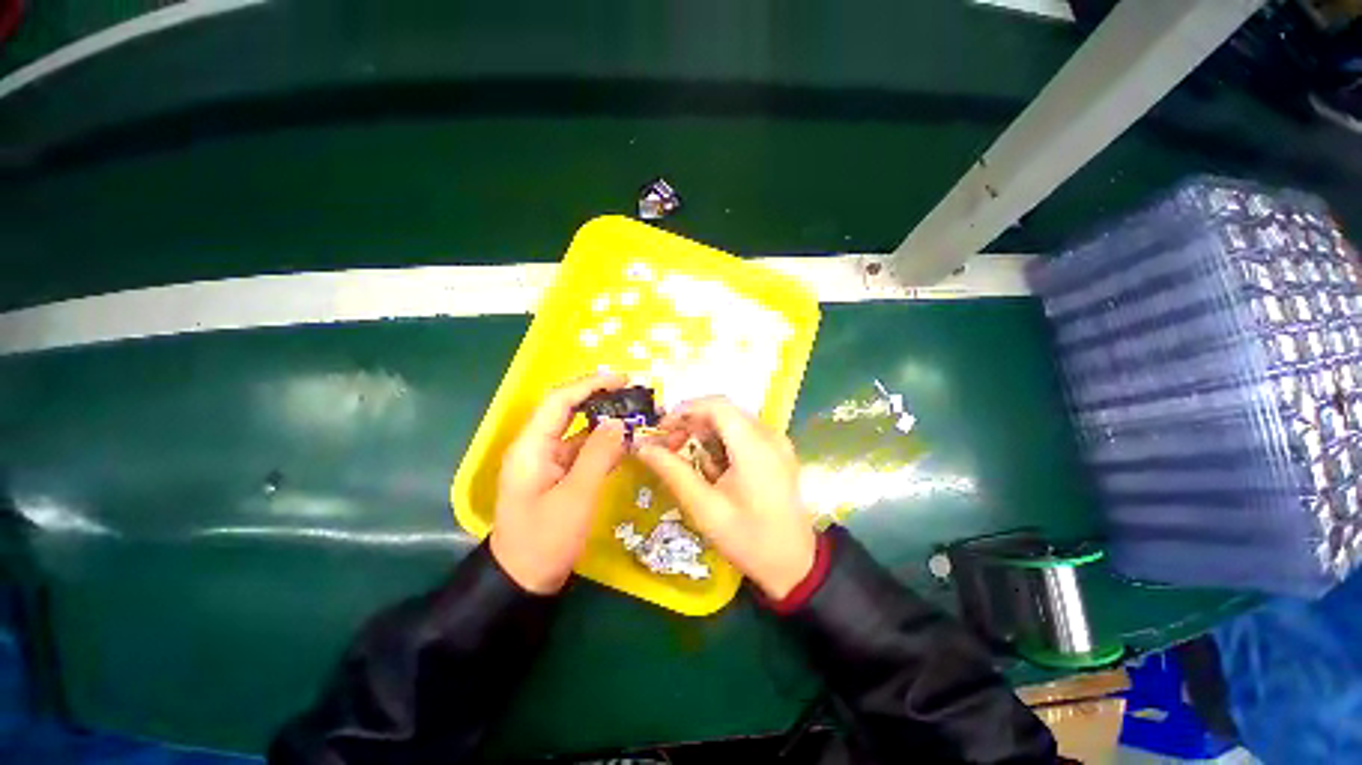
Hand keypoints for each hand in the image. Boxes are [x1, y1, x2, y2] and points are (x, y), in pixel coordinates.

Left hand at [491, 372, 628, 593]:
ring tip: (636, 416)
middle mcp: (538, 448)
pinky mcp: (559, 478)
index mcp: (532, 446)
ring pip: (579, 433)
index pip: (559, 401)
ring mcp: (548, 464)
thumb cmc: (544, 540)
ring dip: (606, 424)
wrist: (523, 584)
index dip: (590, 385)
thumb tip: (618, 421)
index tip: (621, 379)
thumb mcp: (576, 496)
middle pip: (569, 412)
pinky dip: (604, 446)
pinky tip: (626, 445)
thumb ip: (598, 455)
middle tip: (633, 395)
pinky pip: (583, 453)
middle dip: (600, 400)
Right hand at [637, 397, 816, 599]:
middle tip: (670, 448)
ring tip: (693, 466)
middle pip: (723, 412)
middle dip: (692, 425)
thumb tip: (642, 448)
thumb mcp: (705, 508)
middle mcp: (770, 435)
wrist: (795, 566)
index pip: (717, 406)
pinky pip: (744, 435)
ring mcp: (777, 443)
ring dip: (707, 436)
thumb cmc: (749, 539)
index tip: (662, 429)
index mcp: (754, 446)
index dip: (685, 410)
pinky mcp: (778, 452)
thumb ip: (673, 472)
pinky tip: (716, 471)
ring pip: (732, 422)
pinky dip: (723, 445)